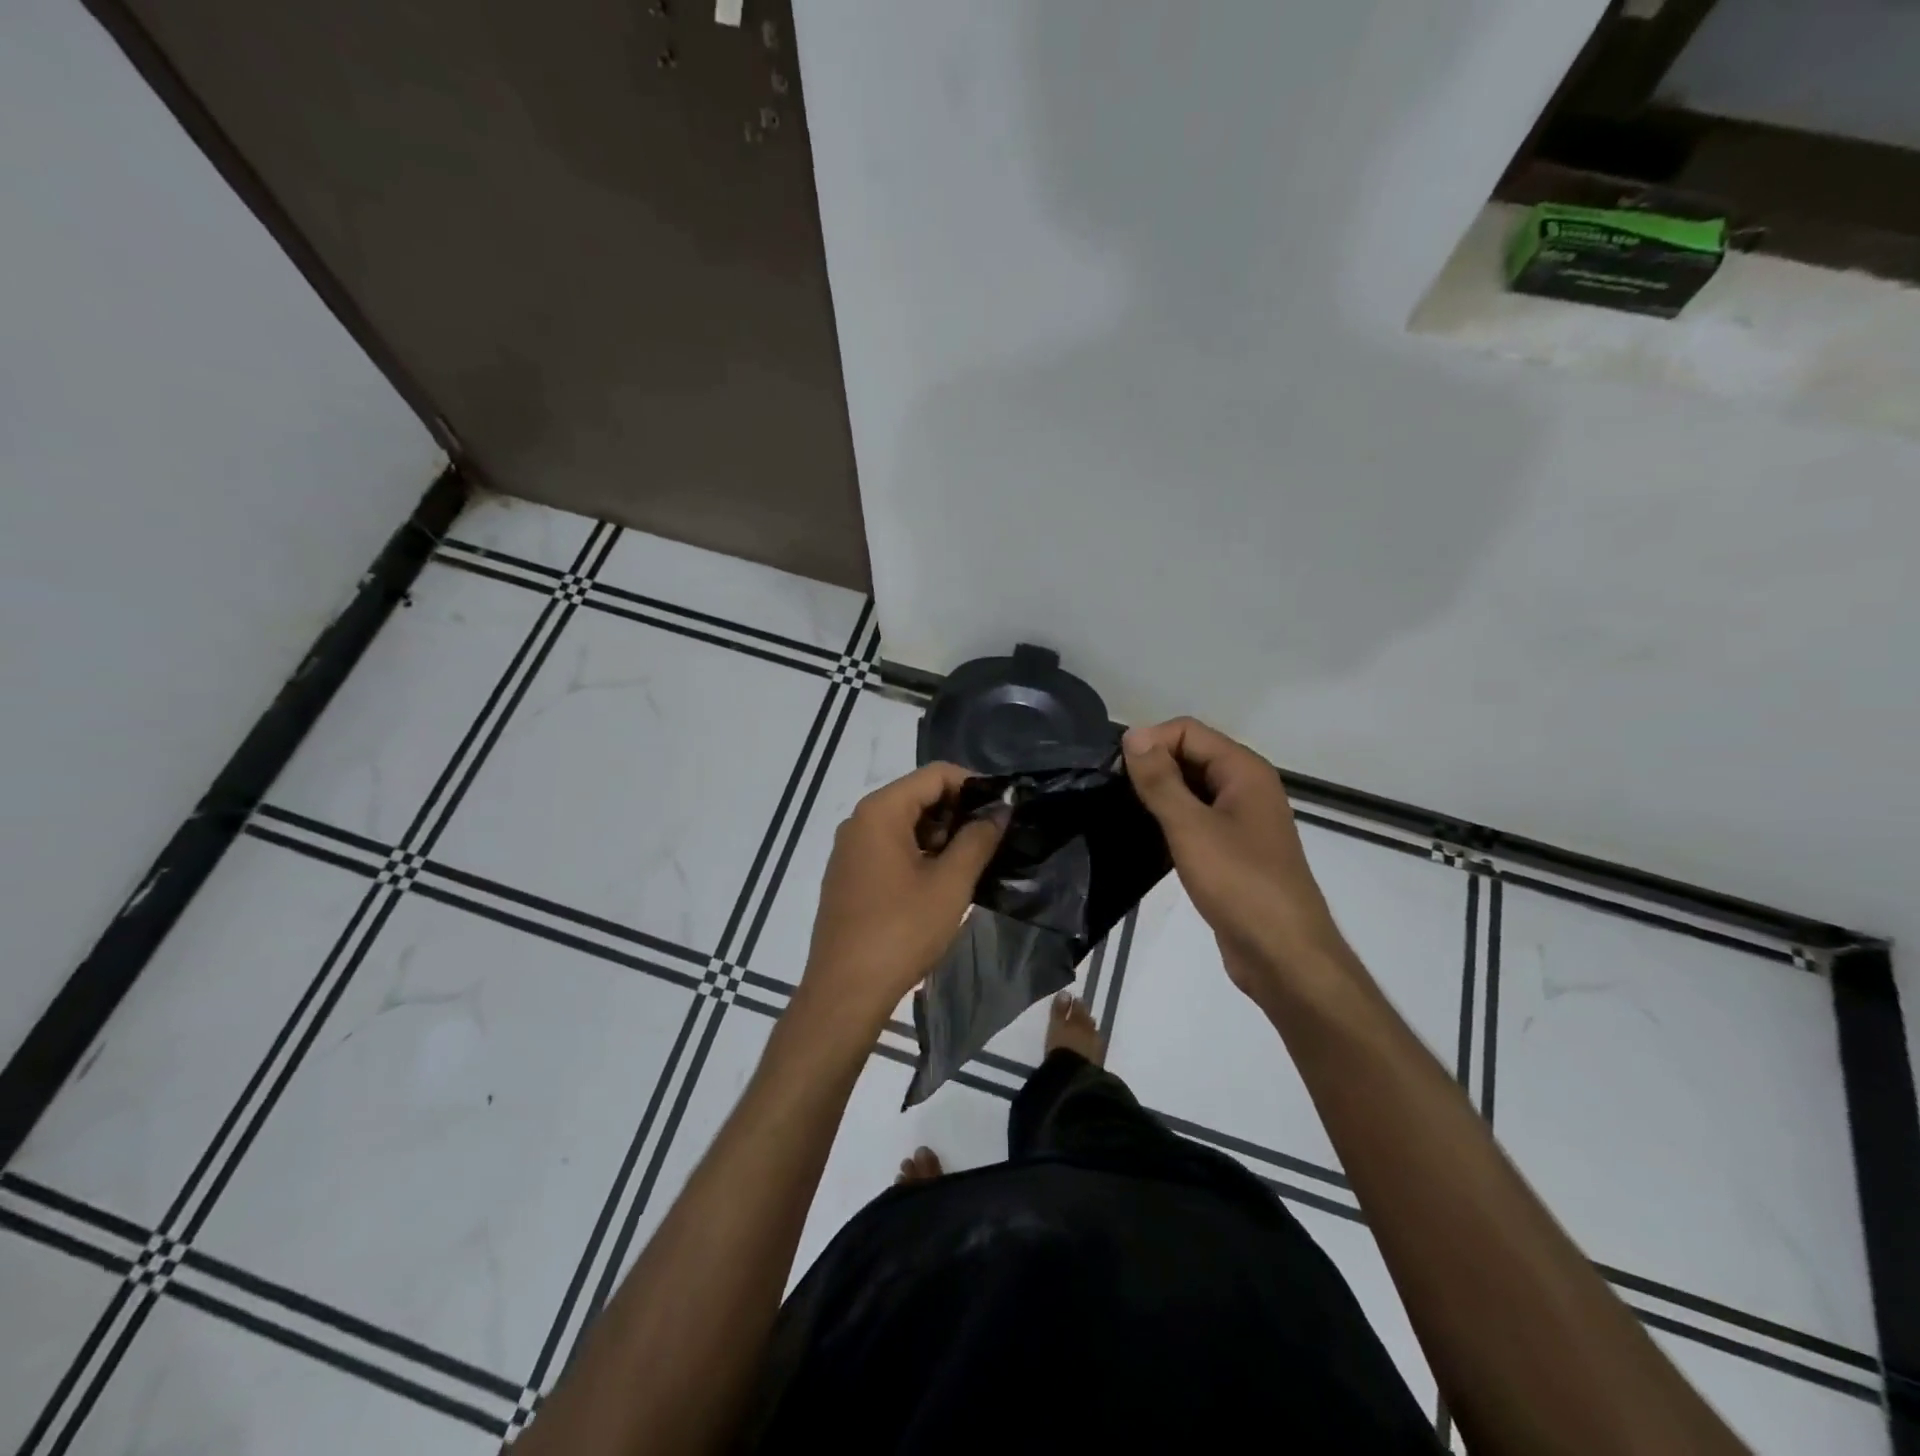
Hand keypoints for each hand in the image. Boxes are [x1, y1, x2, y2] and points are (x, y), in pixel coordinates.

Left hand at [798, 762, 1007, 1035]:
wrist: (844, 992)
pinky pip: (890, 848)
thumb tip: (1000, 810)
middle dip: (958, 812)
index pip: (935, 775)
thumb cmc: (901, 931)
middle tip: (992, 840)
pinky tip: (940, 882)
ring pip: (905, 824)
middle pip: (918, 796)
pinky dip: (919, 854)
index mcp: (880, 811)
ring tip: (972, 864)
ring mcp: (850, 849)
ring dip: (941, 836)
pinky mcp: (849, 875)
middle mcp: (859, 821)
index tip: (1004, 810)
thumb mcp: (950, 883)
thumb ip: (978, 839)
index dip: (974, 785)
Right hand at [1122, 718, 1347, 1004]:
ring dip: (1160, 793)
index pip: (1187, 731)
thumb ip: (1160, 780)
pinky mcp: (1233, 850)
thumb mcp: (1191, 827)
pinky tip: (1147, 837)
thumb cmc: (1240, 883)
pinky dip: (1171, 819)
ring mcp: (1242, 820)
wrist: (1283, 954)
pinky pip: (1196, 818)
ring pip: (1192, 788)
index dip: (1150, 742)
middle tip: (1113, 792)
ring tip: (1123, 812)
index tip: (1115, 771)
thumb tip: (1133, 735)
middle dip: (1153, 766)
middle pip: (1191, 755)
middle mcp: (1246, 786)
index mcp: (1244, 770)